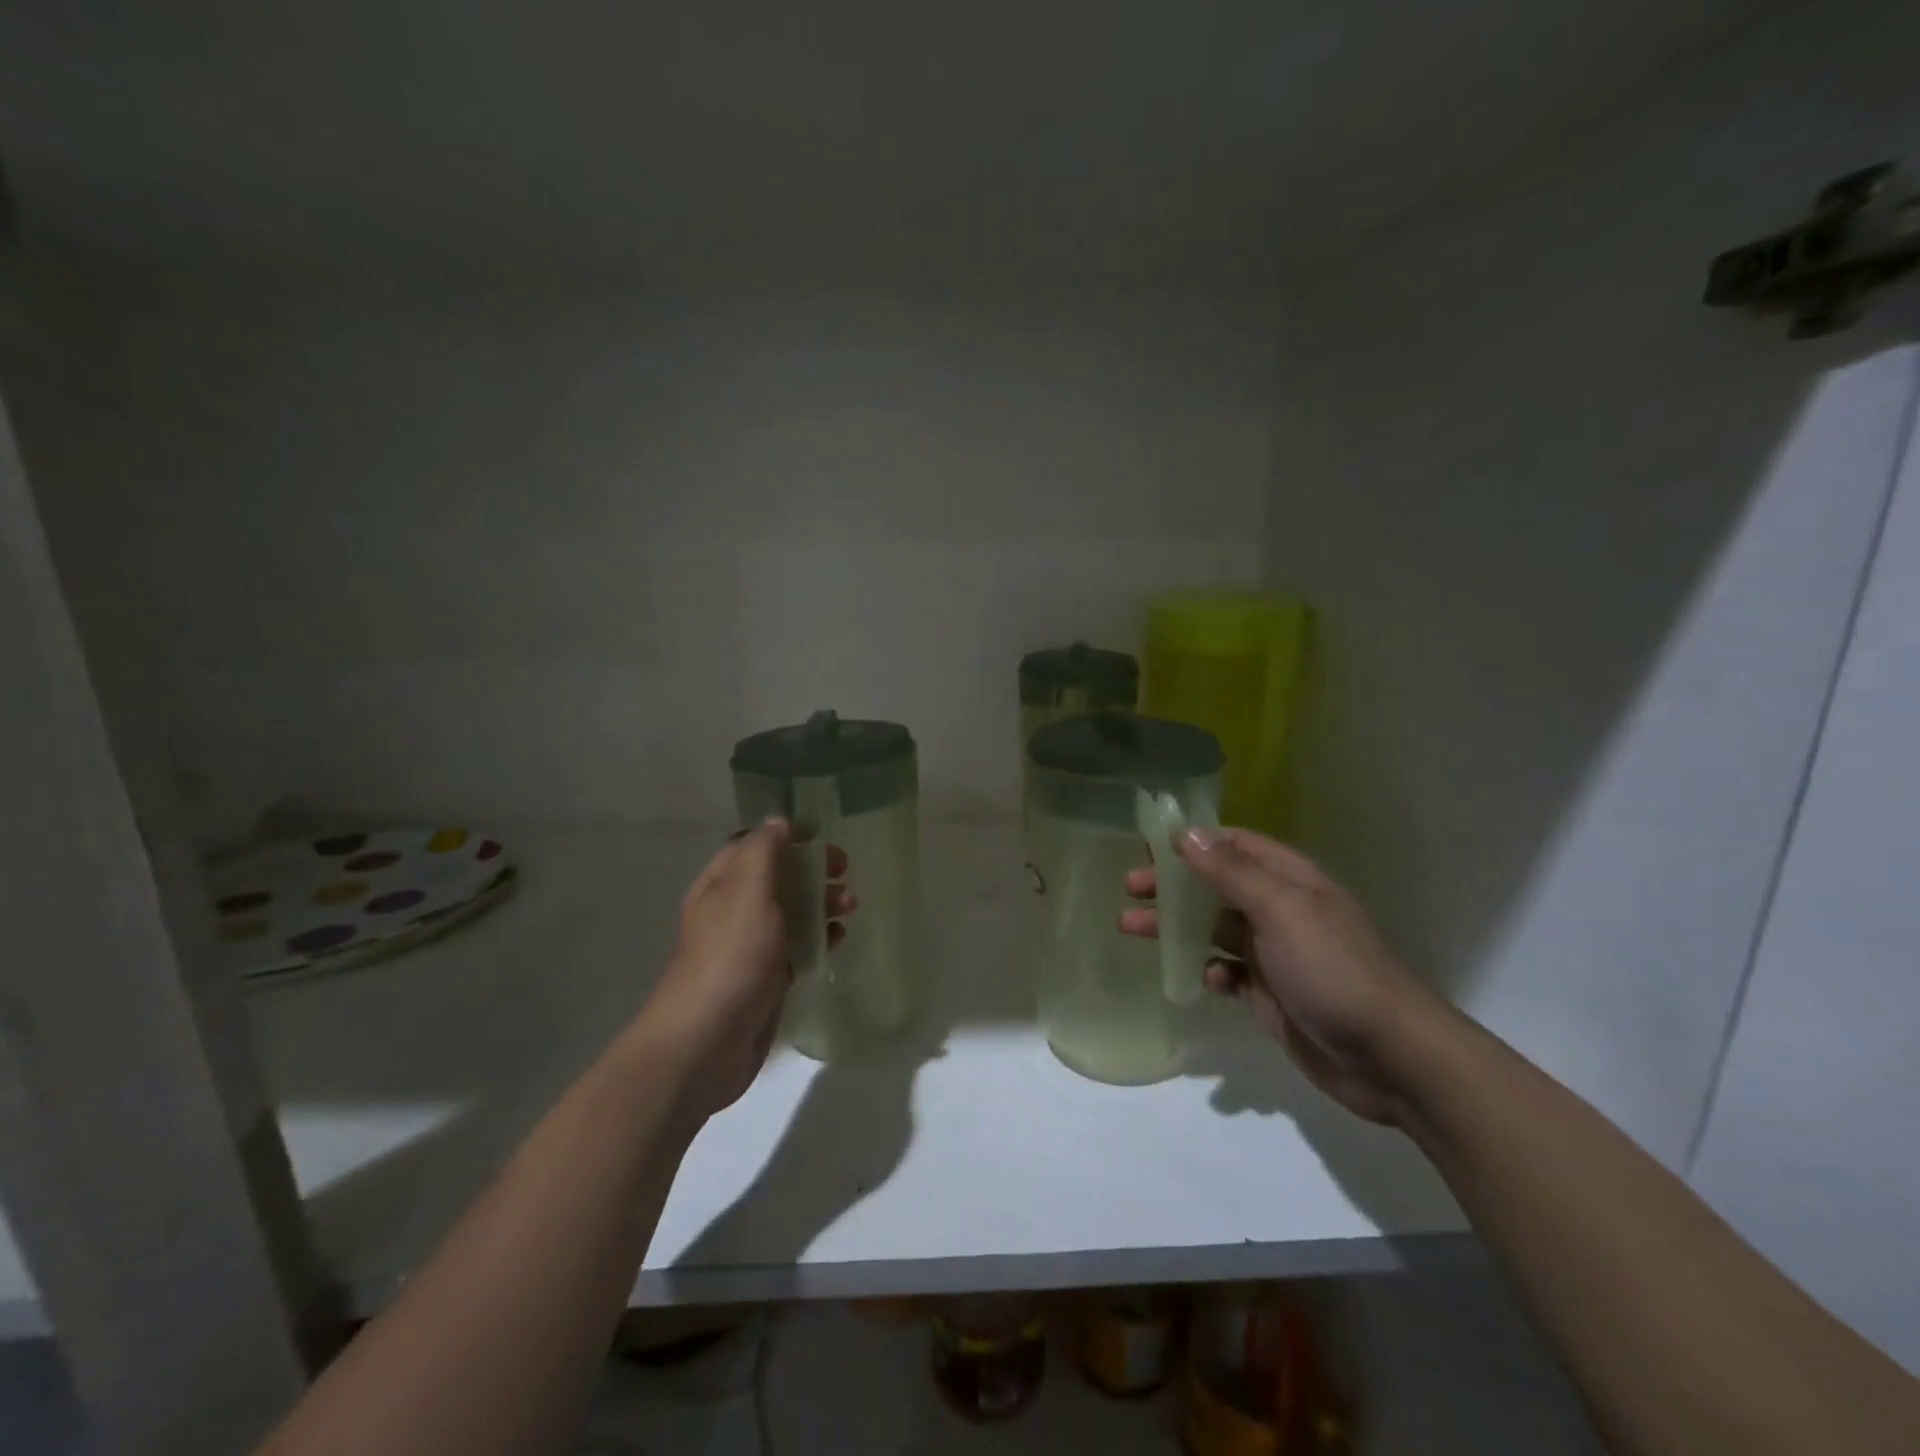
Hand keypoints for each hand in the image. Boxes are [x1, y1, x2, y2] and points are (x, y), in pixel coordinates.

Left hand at [640, 820, 852, 1119]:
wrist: (707, 1041)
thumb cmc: (730, 956)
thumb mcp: (747, 892)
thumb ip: (764, 852)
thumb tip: (778, 820)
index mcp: (721, 884)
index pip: (753, 845)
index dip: (785, 835)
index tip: (821, 834)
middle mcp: (734, 910)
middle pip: (778, 877)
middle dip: (812, 869)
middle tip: (844, 868)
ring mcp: (751, 947)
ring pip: (791, 912)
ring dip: (822, 902)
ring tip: (851, 905)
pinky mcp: (768, 978)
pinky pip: (798, 947)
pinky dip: (820, 937)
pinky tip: (840, 938)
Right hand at [1120, 828, 1444, 1125]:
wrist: (1389, 1056)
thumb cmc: (1332, 969)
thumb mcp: (1281, 910)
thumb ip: (1231, 871)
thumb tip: (1187, 833)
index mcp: (1288, 879)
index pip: (1233, 844)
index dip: (1192, 841)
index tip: (1147, 844)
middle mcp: (1280, 909)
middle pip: (1215, 885)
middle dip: (1172, 884)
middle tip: (1130, 887)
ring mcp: (1275, 953)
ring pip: (1213, 928)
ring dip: (1175, 927)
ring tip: (1131, 928)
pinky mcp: (1270, 992)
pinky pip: (1229, 971)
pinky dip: (1211, 971)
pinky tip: (1206, 980)